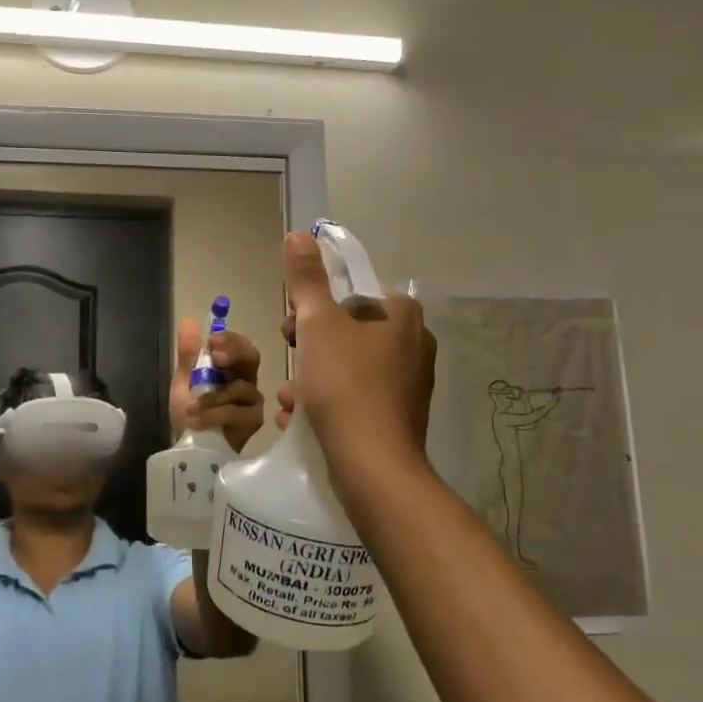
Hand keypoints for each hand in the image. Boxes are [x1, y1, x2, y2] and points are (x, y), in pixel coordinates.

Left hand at [170, 320, 266, 452]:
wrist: (191, 448)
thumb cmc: (192, 412)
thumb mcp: (185, 381)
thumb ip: (188, 354)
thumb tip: (189, 321)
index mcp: (231, 366)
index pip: (238, 343)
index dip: (229, 339)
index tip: (212, 341)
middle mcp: (247, 379)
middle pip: (251, 357)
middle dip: (234, 353)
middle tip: (216, 358)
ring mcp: (253, 401)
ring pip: (240, 388)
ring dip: (212, 396)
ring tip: (190, 407)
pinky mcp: (253, 422)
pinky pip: (237, 413)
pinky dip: (214, 415)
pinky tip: (196, 420)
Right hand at [282, 231, 435, 472]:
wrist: (373, 466)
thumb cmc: (345, 385)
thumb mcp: (317, 324)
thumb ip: (307, 280)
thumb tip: (299, 235)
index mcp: (402, 315)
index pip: (354, 291)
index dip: (317, 303)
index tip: (292, 324)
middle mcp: (412, 345)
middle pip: (348, 329)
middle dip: (309, 344)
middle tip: (289, 356)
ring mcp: (407, 384)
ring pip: (347, 366)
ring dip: (312, 377)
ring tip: (291, 398)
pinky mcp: (397, 417)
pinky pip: (354, 397)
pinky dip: (327, 403)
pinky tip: (302, 419)